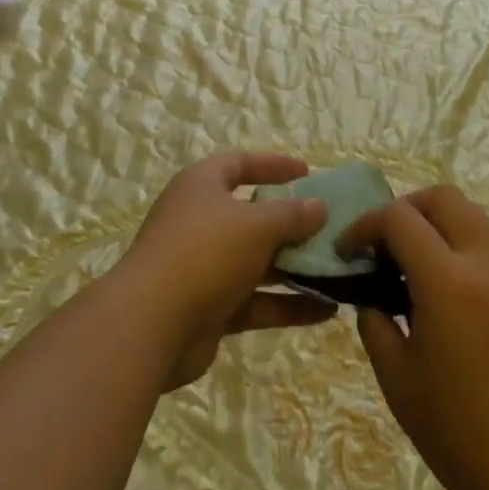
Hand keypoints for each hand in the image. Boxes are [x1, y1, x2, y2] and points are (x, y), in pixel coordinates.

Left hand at [116, 152, 335, 389]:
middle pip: (251, 215)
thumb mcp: (256, 225)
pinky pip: (256, 301)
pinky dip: (287, 304)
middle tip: (329, 226)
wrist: (151, 325)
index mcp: (201, 186)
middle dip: (290, 222)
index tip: (307, 173)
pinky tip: (326, 311)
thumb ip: (292, 215)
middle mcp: (200, 221)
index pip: (239, 164)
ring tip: (337, 270)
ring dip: (294, 266)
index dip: (272, 165)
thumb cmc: (205, 252)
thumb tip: (319, 206)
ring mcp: (203, 266)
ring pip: (256, 261)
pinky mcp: (209, 309)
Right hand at [339, 186, 488, 489]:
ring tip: (411, 267)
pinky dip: (458, 248)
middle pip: (443, 198)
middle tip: (383, 245)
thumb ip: (376, 324)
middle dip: (405, 209)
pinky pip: (487, 248)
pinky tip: (443, 296)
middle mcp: (484, 264)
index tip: (347, 252)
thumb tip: (372, 298)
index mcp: (448, 281)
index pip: (399, 218)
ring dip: (435, 225)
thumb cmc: (460, 435)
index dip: (365, 226)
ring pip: (471, 217)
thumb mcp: (398, 381)